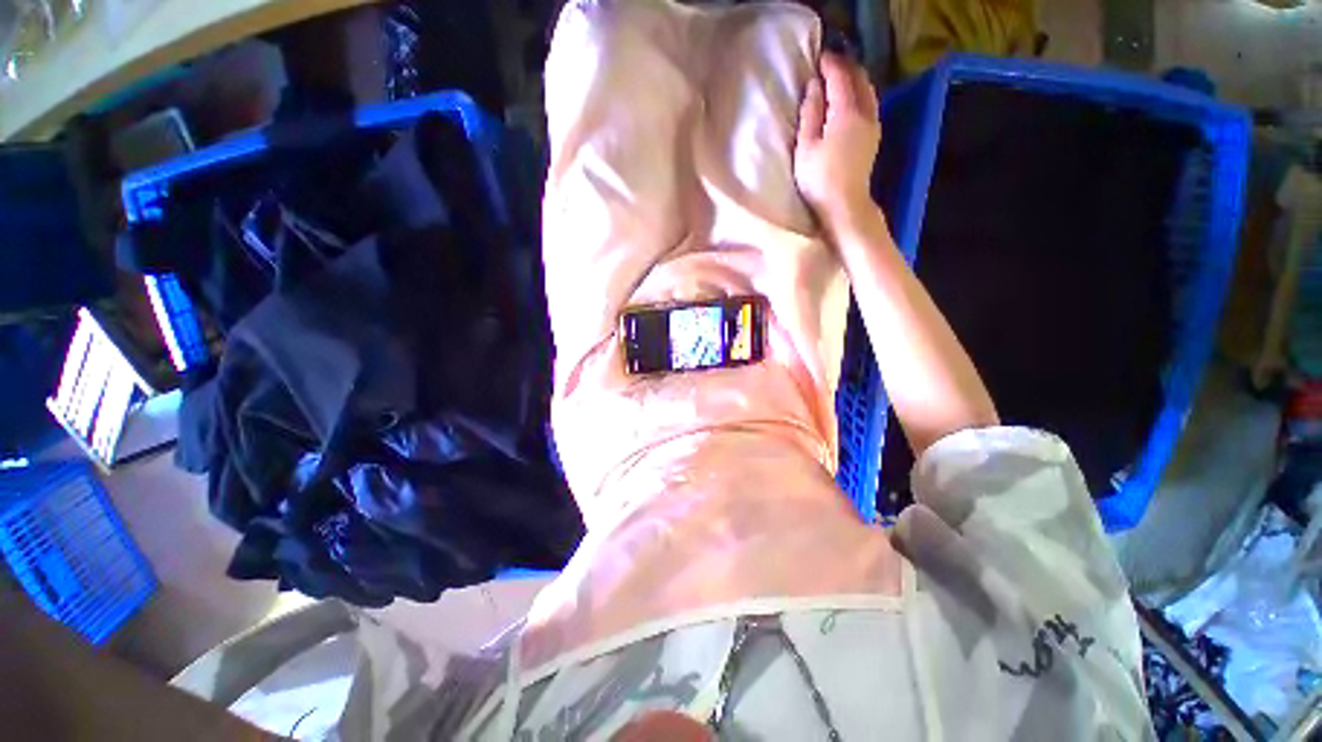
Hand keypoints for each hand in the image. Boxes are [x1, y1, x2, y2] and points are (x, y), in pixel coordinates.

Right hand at [794, 52, 881, 229]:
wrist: (845, 206)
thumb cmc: (819, 179)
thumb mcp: (806, 147)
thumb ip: (810, 114)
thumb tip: (813, 87)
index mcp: (846, 112)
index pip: (840, 77)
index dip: (829, 64)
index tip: (817, 57)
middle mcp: (865, 113)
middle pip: (859, 79)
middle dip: (845, 67)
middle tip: (828, 66)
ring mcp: (873, 126)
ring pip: (868, 91)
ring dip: (854, 80)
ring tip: (839, 80)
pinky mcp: (874, 139)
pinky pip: (870, 104)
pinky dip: (860, 94)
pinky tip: (850, 101)